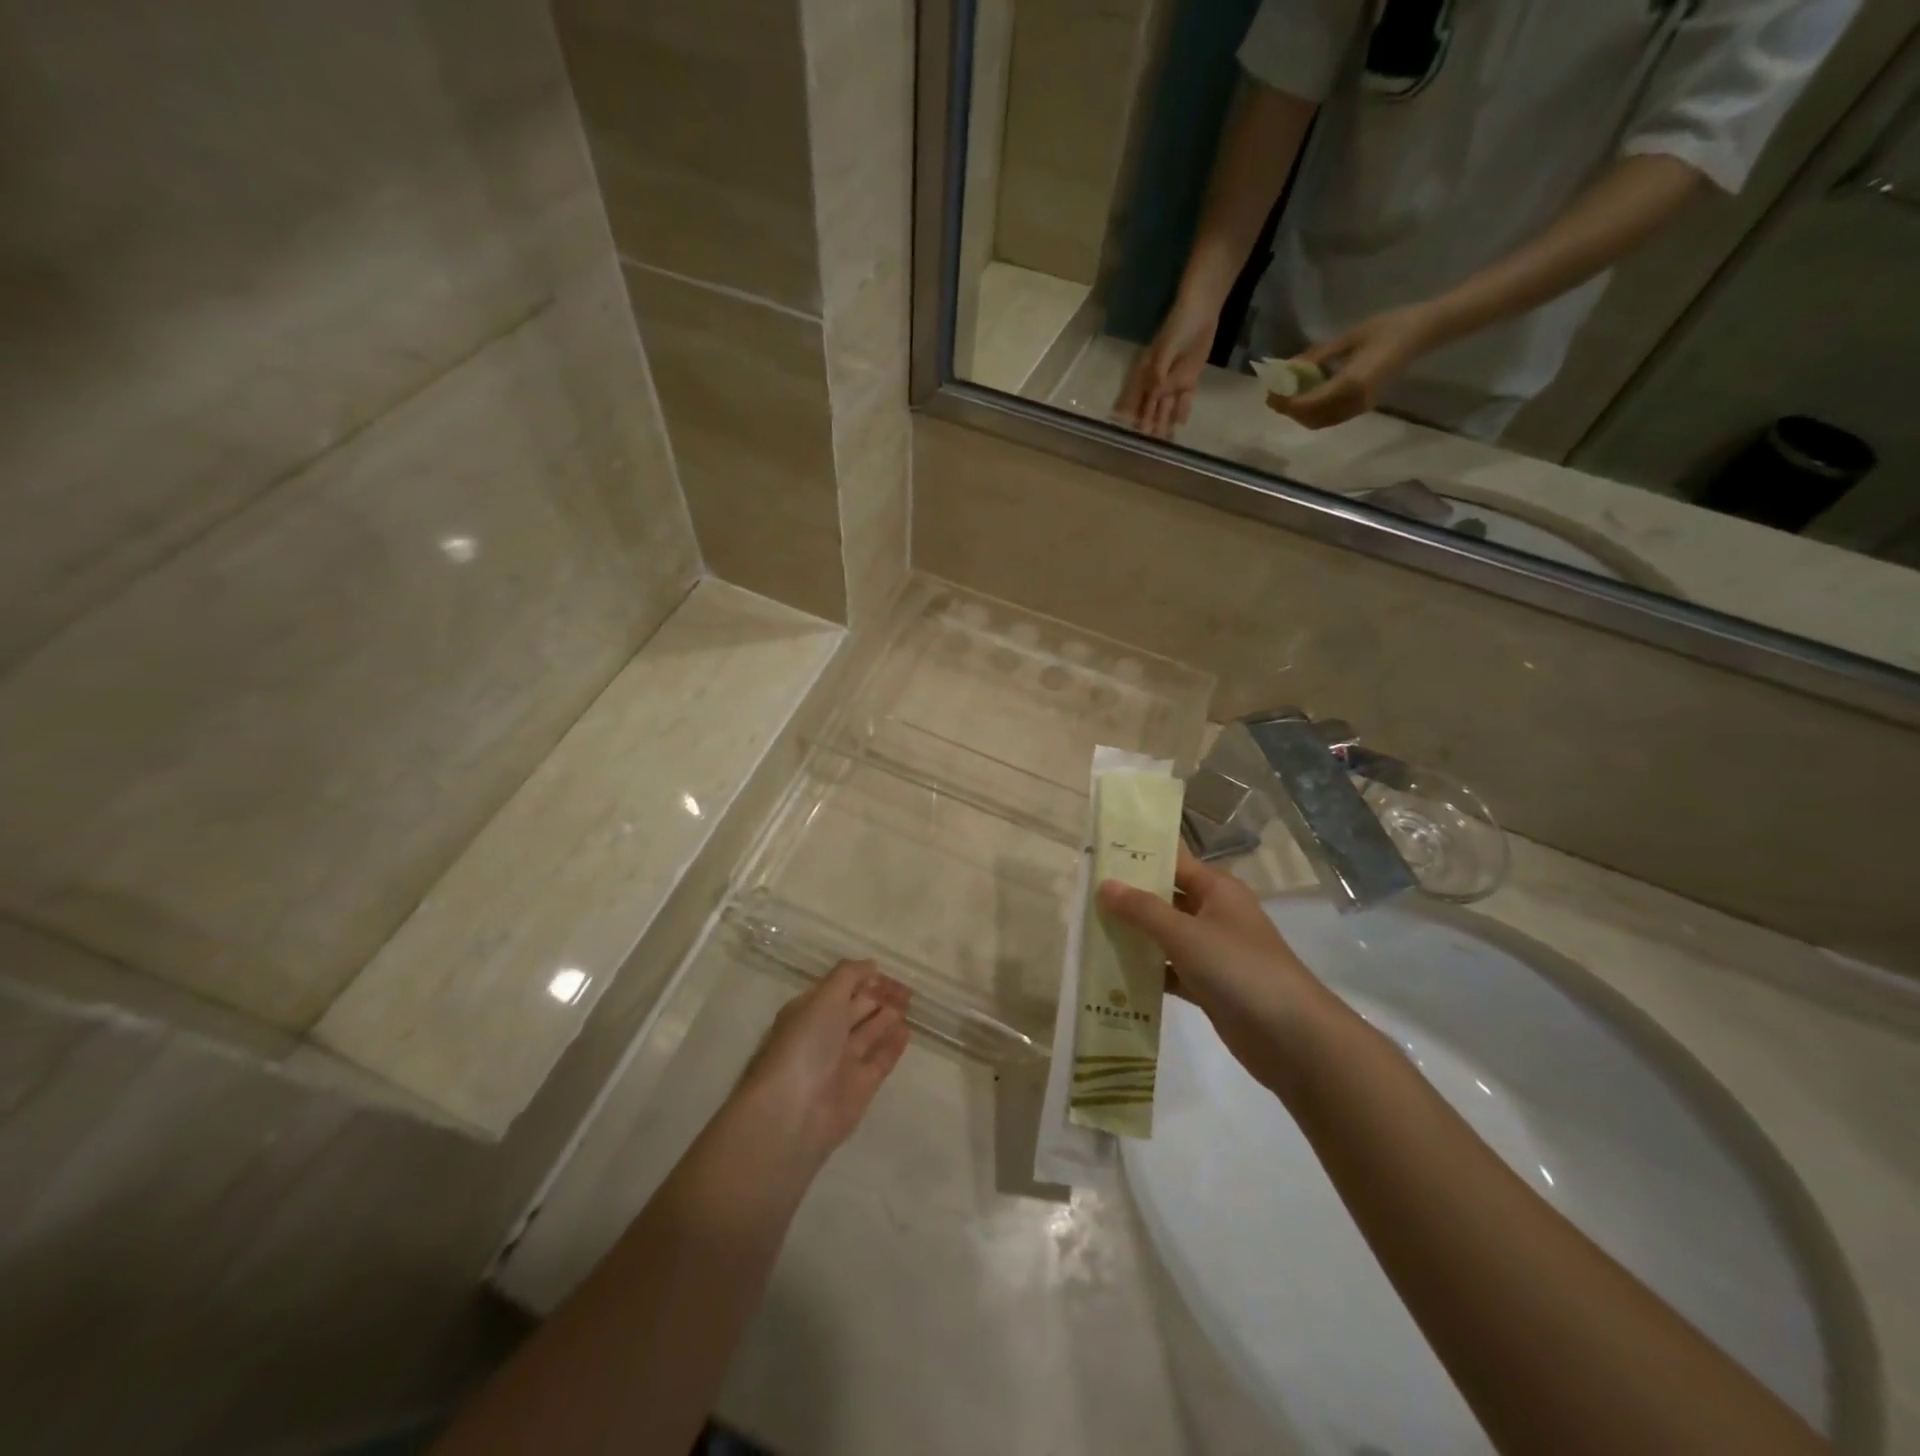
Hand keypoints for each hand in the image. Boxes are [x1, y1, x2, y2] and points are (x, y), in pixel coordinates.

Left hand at [739, 960, 910, 1160]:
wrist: (794, 1112)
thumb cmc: (805, 1045)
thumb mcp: (824, 998)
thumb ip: (848, 975)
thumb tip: (871, 964)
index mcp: (809, 1011)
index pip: (839, 988)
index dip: (862, 978)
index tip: (885, 971)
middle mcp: (824, 1035)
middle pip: (856, 1009)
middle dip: (879, 996)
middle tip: (906, 987)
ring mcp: (842, 1062)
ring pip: (870, 1033)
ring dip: (888, 1016)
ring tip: (910, 1003)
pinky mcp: (860, 1087)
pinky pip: (880, 1059)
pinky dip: (893, 1044)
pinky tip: (907, 1030)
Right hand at [1098, 847, 1331, 1092]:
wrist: (1292, 1038)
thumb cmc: (1239, 969)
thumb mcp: (1185, 934)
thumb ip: (1142, 909)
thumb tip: (1104, 884)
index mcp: (1217, 889)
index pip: (1173, 859)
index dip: (1139, 853)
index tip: (1099, 850)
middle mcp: (1215, 914)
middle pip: (1166, 897)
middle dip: (1129, 896)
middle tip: (1083, 892)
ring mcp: (1213, 951)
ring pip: (1165, 935)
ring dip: (1134, 935)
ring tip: (1088, 929)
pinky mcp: (1209, 985)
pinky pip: (1170, 969)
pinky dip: (1147, 971)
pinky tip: (1113, 973)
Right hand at [1116, 295, 1219, 439]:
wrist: (1200, 311)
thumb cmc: (1177, 327)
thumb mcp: (1164, 351)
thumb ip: (1158, 375)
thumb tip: (1154, 397)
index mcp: (1145, 374)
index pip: (1135, 399)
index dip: (1130, 414)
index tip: (1126, 430)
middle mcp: (1156, 382)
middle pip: (1150, 407)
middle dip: (1147, 424)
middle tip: (1147, 443)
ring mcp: (1173, 381)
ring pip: (1166, 407)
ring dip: (1163, 422)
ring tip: (1163, 441)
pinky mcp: (1188, 379)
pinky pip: (1184, 399)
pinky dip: (1182, 411)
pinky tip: (1180, 425)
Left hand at [1267, 302, 1447, 429]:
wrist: (1424, 332)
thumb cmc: (1389, 326)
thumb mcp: (1348, 338)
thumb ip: (1317, 356)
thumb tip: (1288, 368)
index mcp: (1351, 384)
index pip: (1308, 404)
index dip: (1286, 403)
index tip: (1270, 393)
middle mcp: (1355, 402)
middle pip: (1311, 418)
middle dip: (1290, 410)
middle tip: (1275, 394)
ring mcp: (1361, 407)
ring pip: (1320, 421)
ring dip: (1301, 413)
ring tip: (1288, 395)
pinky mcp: (1364, 406)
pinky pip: (1332, 417)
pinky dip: (1314, 412)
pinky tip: (1308, 395)